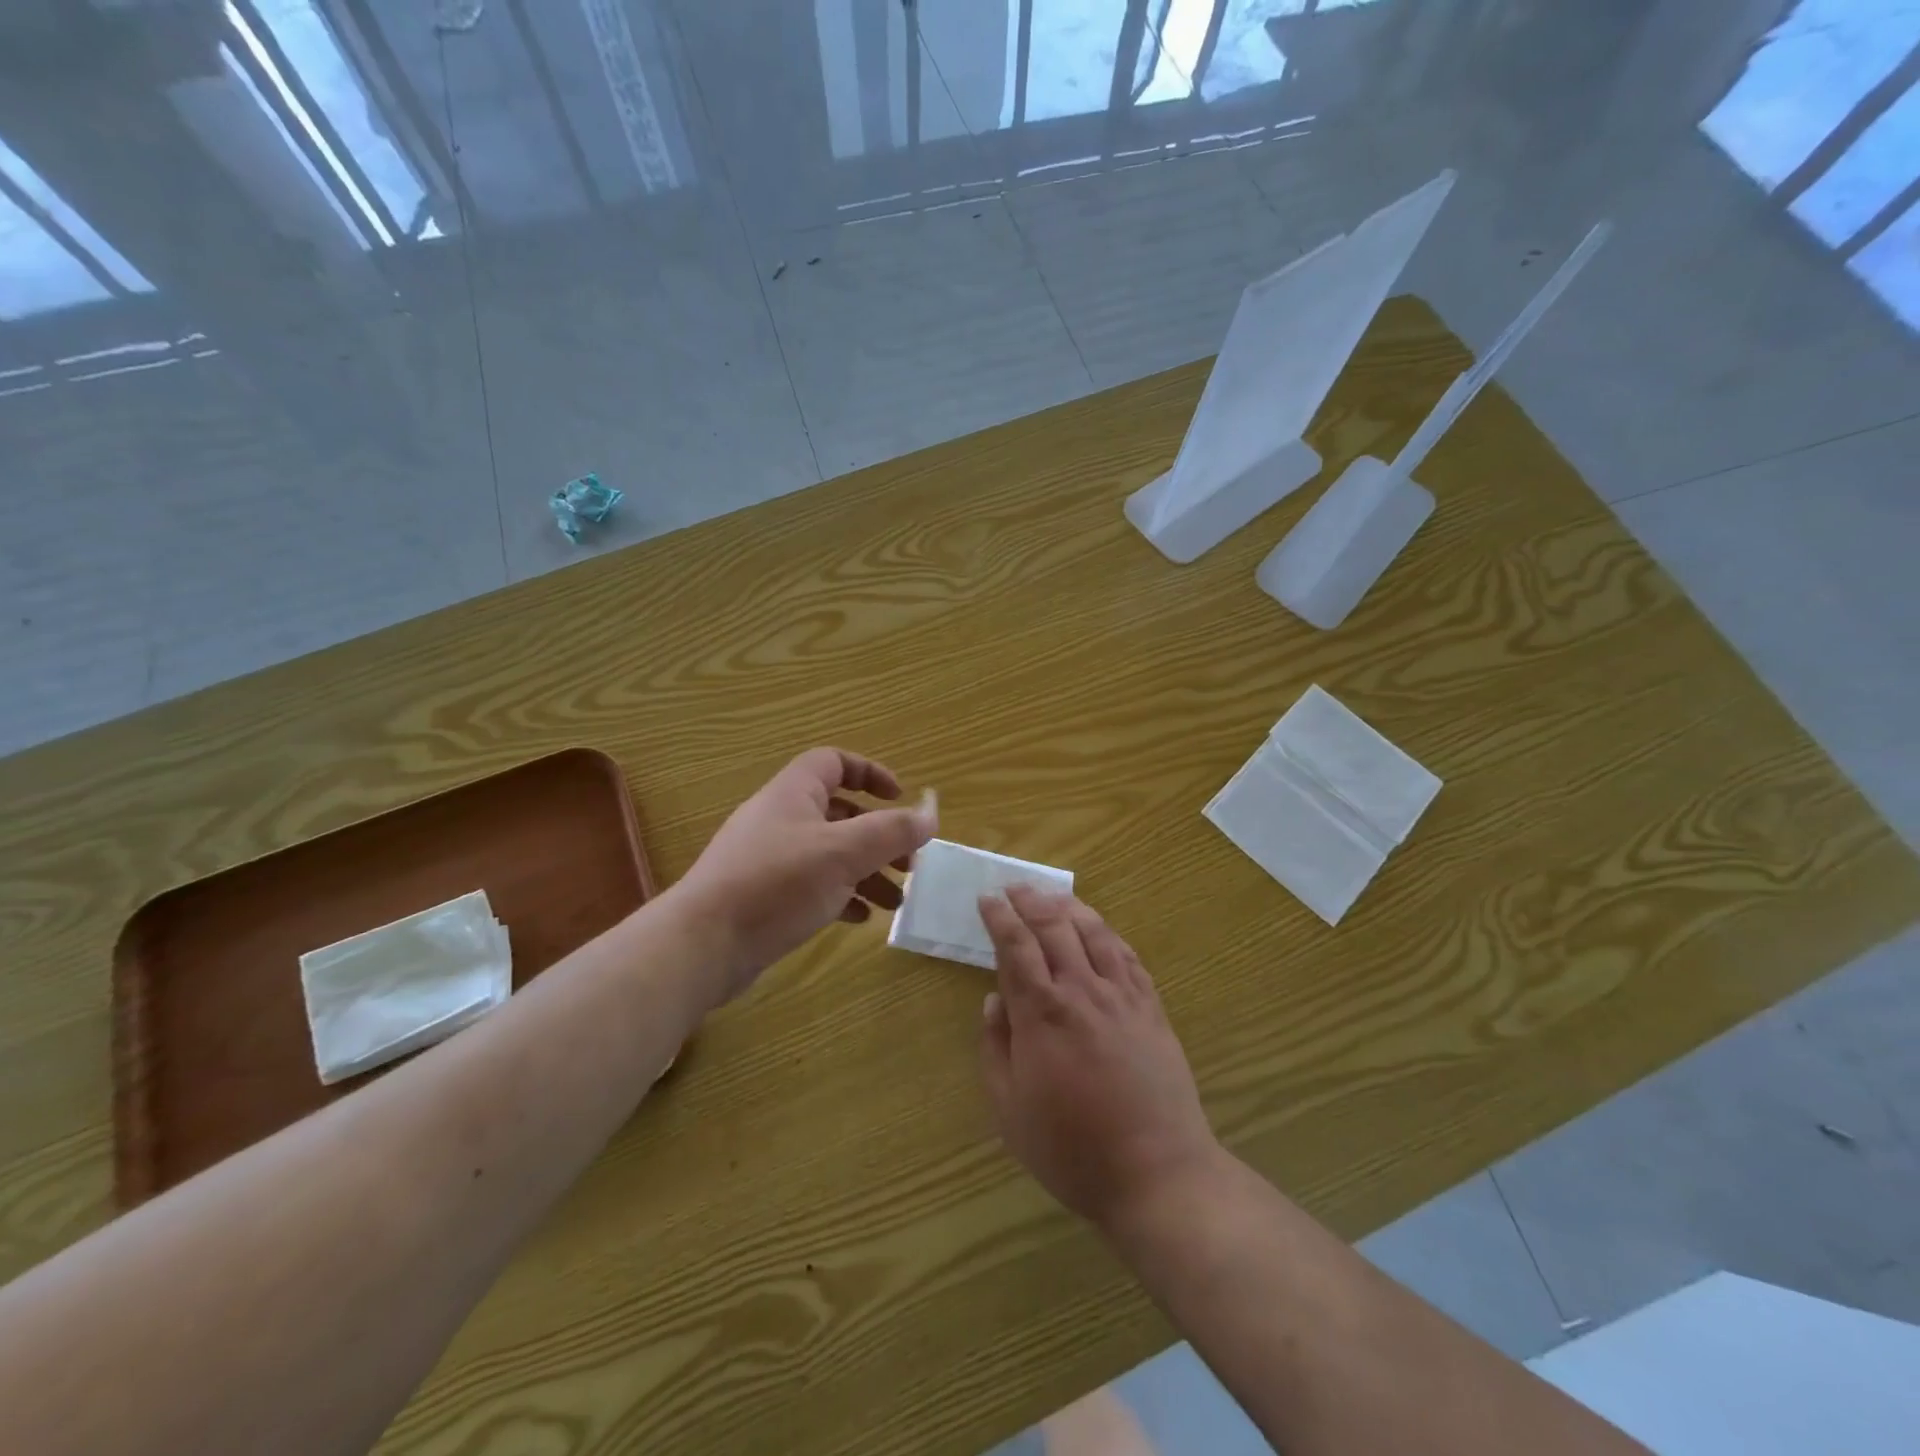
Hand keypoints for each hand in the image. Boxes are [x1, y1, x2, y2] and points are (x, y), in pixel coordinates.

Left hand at [675, 748, 936, 1003]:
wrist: (704, 944)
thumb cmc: (777, 883)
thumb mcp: (844, 852)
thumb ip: (892, 832)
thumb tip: (931, 815)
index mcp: (794, 793)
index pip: (834, 762)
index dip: (870, 773)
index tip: (900, 799)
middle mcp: (780, 819)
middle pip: (839, 814)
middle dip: (879, 836)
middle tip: (909, 863)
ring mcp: (769, 859)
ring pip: (830, 854)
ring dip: (866, 872)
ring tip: (896, 900)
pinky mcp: (765, 896)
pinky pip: (812, 886)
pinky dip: (841, 895)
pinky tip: (860, 918)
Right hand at [978, 887, 1220, 1229]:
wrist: (1156, 1173)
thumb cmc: (1071, 1149)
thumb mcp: (1010, 1110)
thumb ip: (996, 1047)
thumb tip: (993, 1000)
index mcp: (1041, 1014)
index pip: (1015, 947)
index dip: (999, 918)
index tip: (987, 899)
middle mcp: (1082, 992)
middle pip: (1054, 927)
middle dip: (1030, 901)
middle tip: (1014, 887)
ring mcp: (1122, 996)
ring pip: (1094, 932)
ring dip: (1069, 907)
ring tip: (1052, 896)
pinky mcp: (1151, 1008)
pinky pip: (1127, 956)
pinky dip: (1108, 933)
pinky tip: (1099, 929)